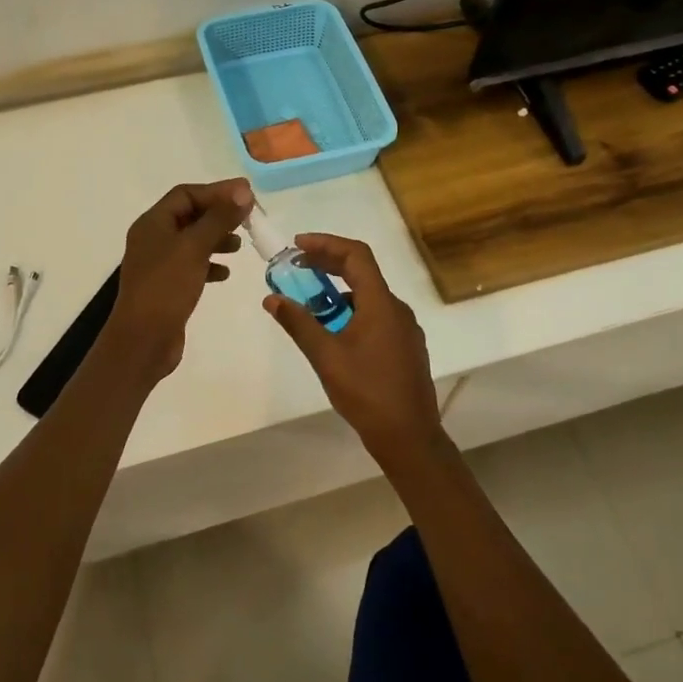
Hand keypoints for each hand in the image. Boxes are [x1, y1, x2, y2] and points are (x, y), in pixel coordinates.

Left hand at [104, 179, 253, 378]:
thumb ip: (219, 218)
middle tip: (248, 219)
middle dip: (219, 215)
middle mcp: (153, 239)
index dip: (217, 191)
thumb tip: (243, 190)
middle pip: (190, 215)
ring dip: (216, 239)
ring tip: (240, 246)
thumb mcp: (195, 247)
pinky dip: (209, 264)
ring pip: (192, 241)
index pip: (186, 194)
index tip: (247, 195)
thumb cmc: (166, 288)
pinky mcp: (166, 286)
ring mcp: (158, 263)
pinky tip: (225, 274)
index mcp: (153, 223)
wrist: (143, 341)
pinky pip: (191, 266)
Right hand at [263, 234, 441, 463]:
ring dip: (339, 291)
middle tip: (296, 268)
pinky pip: (376, 315)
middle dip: (328, 264)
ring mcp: (405, 328)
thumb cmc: (367, 393)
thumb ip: (299, 324)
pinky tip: (334, 333)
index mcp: (381, 303)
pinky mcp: (406, 346)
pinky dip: (352, 311)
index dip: (326, 244)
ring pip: (369, 296)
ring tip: (310, 304)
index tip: (297, 246)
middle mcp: (397, 308)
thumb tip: (272, 298)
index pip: (356, 255)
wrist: (410, 437)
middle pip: (362, 271)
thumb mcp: (326, 357)